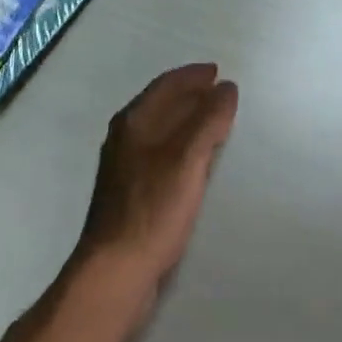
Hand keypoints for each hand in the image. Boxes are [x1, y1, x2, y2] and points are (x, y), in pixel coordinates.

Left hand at [72, 63, 238, 323]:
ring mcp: (124, 166)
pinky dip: (180, 144)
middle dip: (189, 94)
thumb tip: (226, 88)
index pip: (165, 85)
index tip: (216, 71)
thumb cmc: (152, 208)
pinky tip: (192, 160)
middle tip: (218, 91)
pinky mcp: (130, 193)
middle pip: (160, 105)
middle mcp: (125, 137)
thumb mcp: (187, 159)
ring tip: (211, 120)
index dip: (192, 76)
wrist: (115, 271)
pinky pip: (160, 153)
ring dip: (185, 119)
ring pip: (159, 130)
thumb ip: (208, 120)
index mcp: (133, 122)